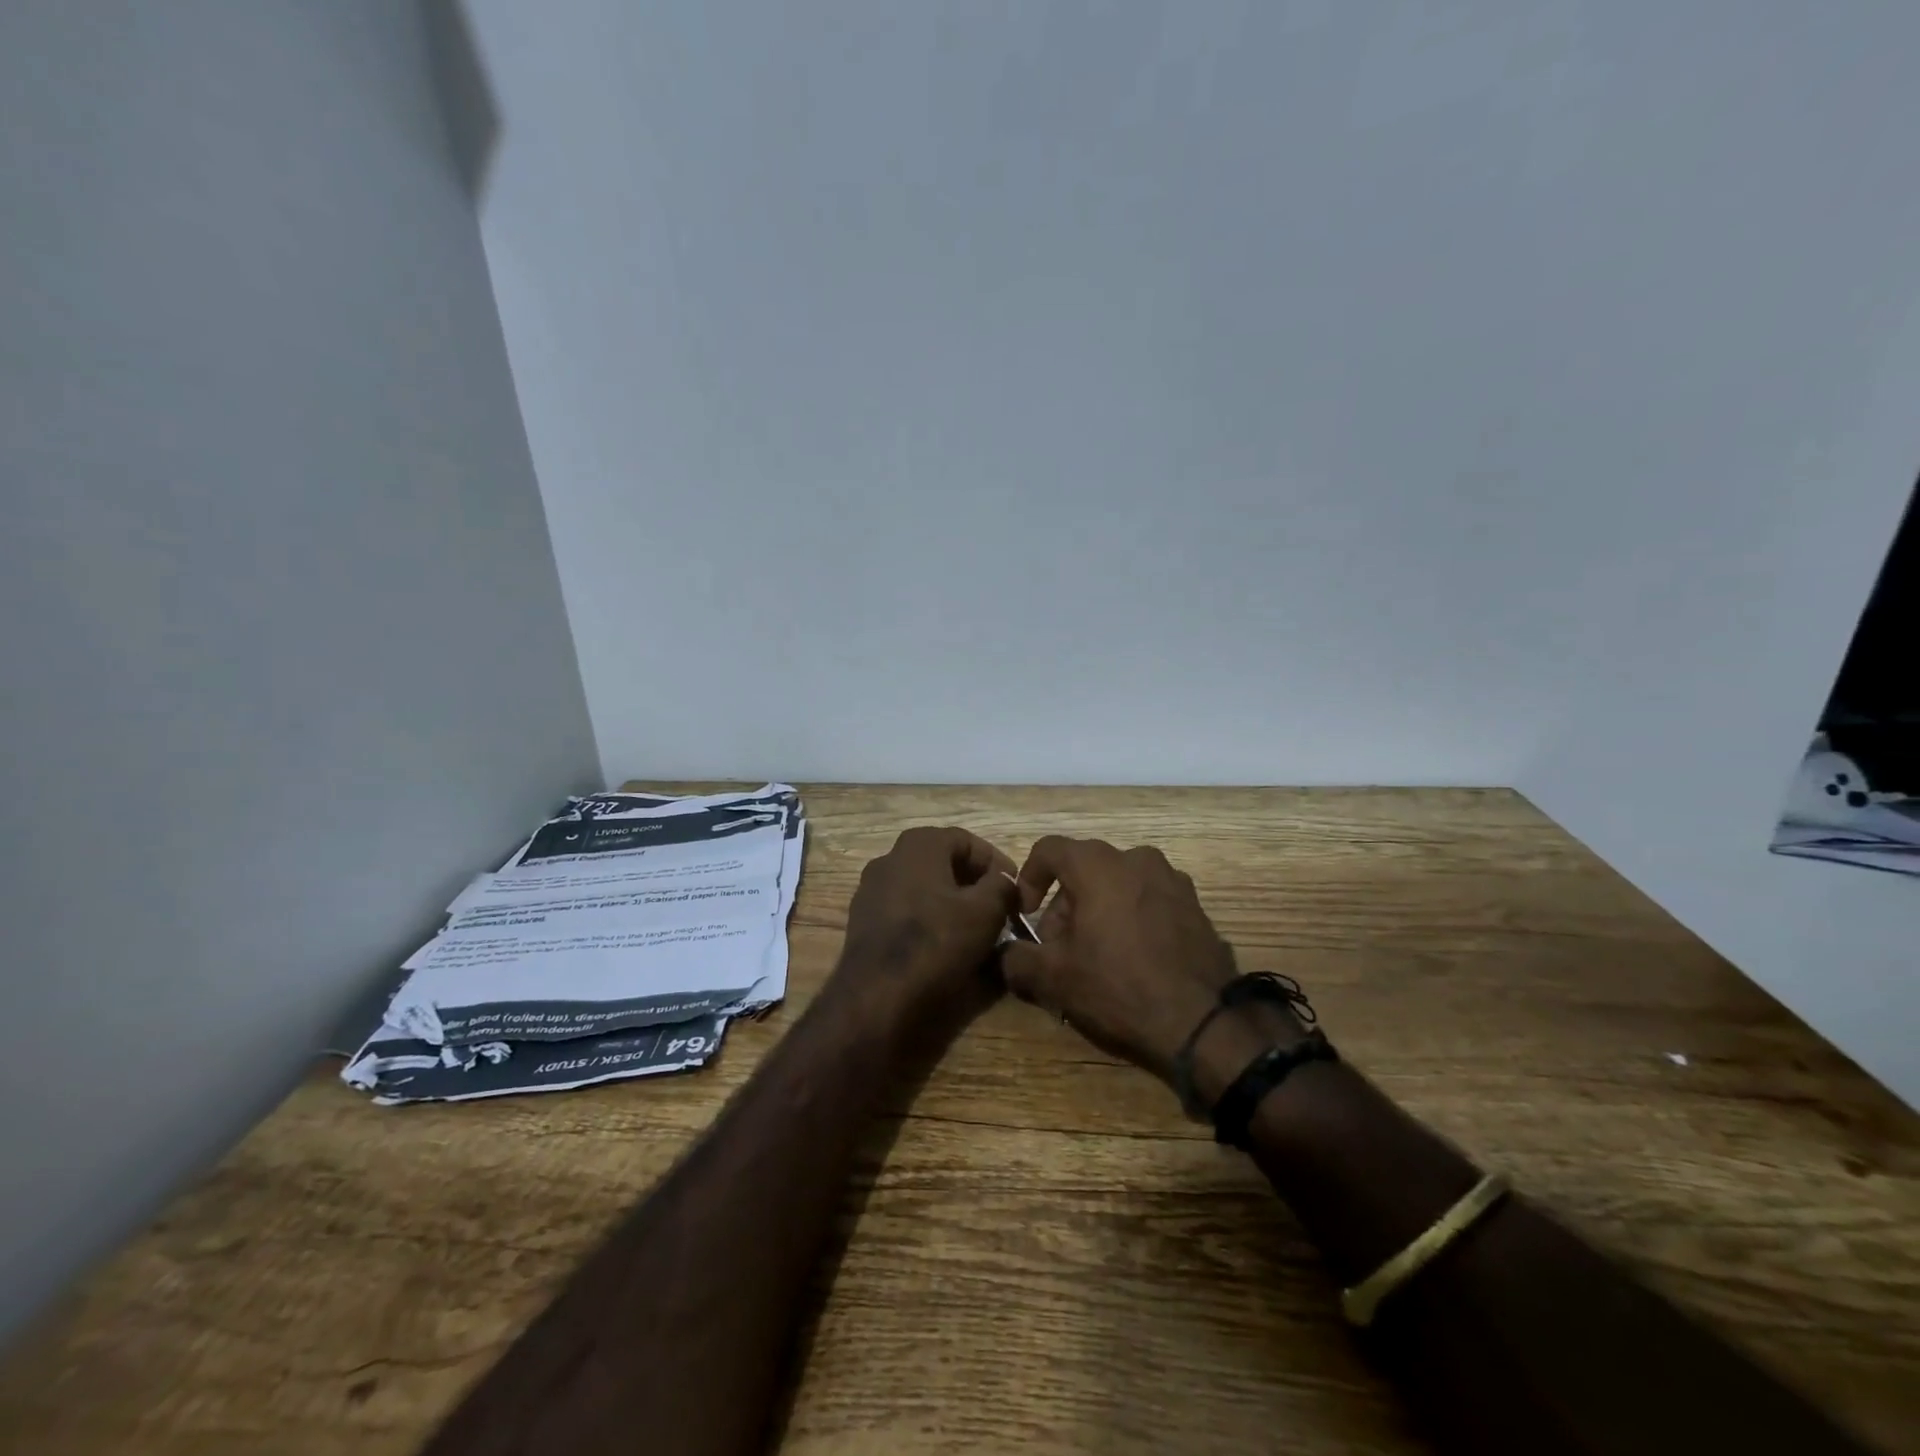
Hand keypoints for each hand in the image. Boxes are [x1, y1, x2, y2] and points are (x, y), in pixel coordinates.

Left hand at [833, 826, 1019, 1034]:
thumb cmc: (936, 942)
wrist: (877, 996)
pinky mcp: (864, 921)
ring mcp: (871, 890)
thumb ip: (1002, 886)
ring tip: (975, 928)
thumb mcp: (986, 911)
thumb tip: (1004, 880)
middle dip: (973, 882)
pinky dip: (928, 919)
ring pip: (923, 887)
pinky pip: (905, 910)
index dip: (995, 862)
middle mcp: (890, 858)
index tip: (1014, 888)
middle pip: (943, 862)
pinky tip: (944, 943)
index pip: (967, 840)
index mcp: (919, 845)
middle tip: (998, 907)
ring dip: (951, 901)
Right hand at [1001, 837, 1249, 1082]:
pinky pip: (1149, 900)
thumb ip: (1016, 959)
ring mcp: (1172, 880)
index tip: (1027, 915)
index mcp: (1098, 864)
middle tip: (1059, 948)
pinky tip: (1133, 961)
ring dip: (1099, 911)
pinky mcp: (1196, 906)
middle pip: (1084, 869)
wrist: (1204, 1022)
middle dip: (1064, 904)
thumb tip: (1006, 953)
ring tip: (1096, 956)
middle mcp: (1136, 859)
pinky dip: (1132, 919)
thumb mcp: (1053, 978)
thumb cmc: (1118, 987)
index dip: (1029, 878)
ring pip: (1118, 884)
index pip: (1049, 849)